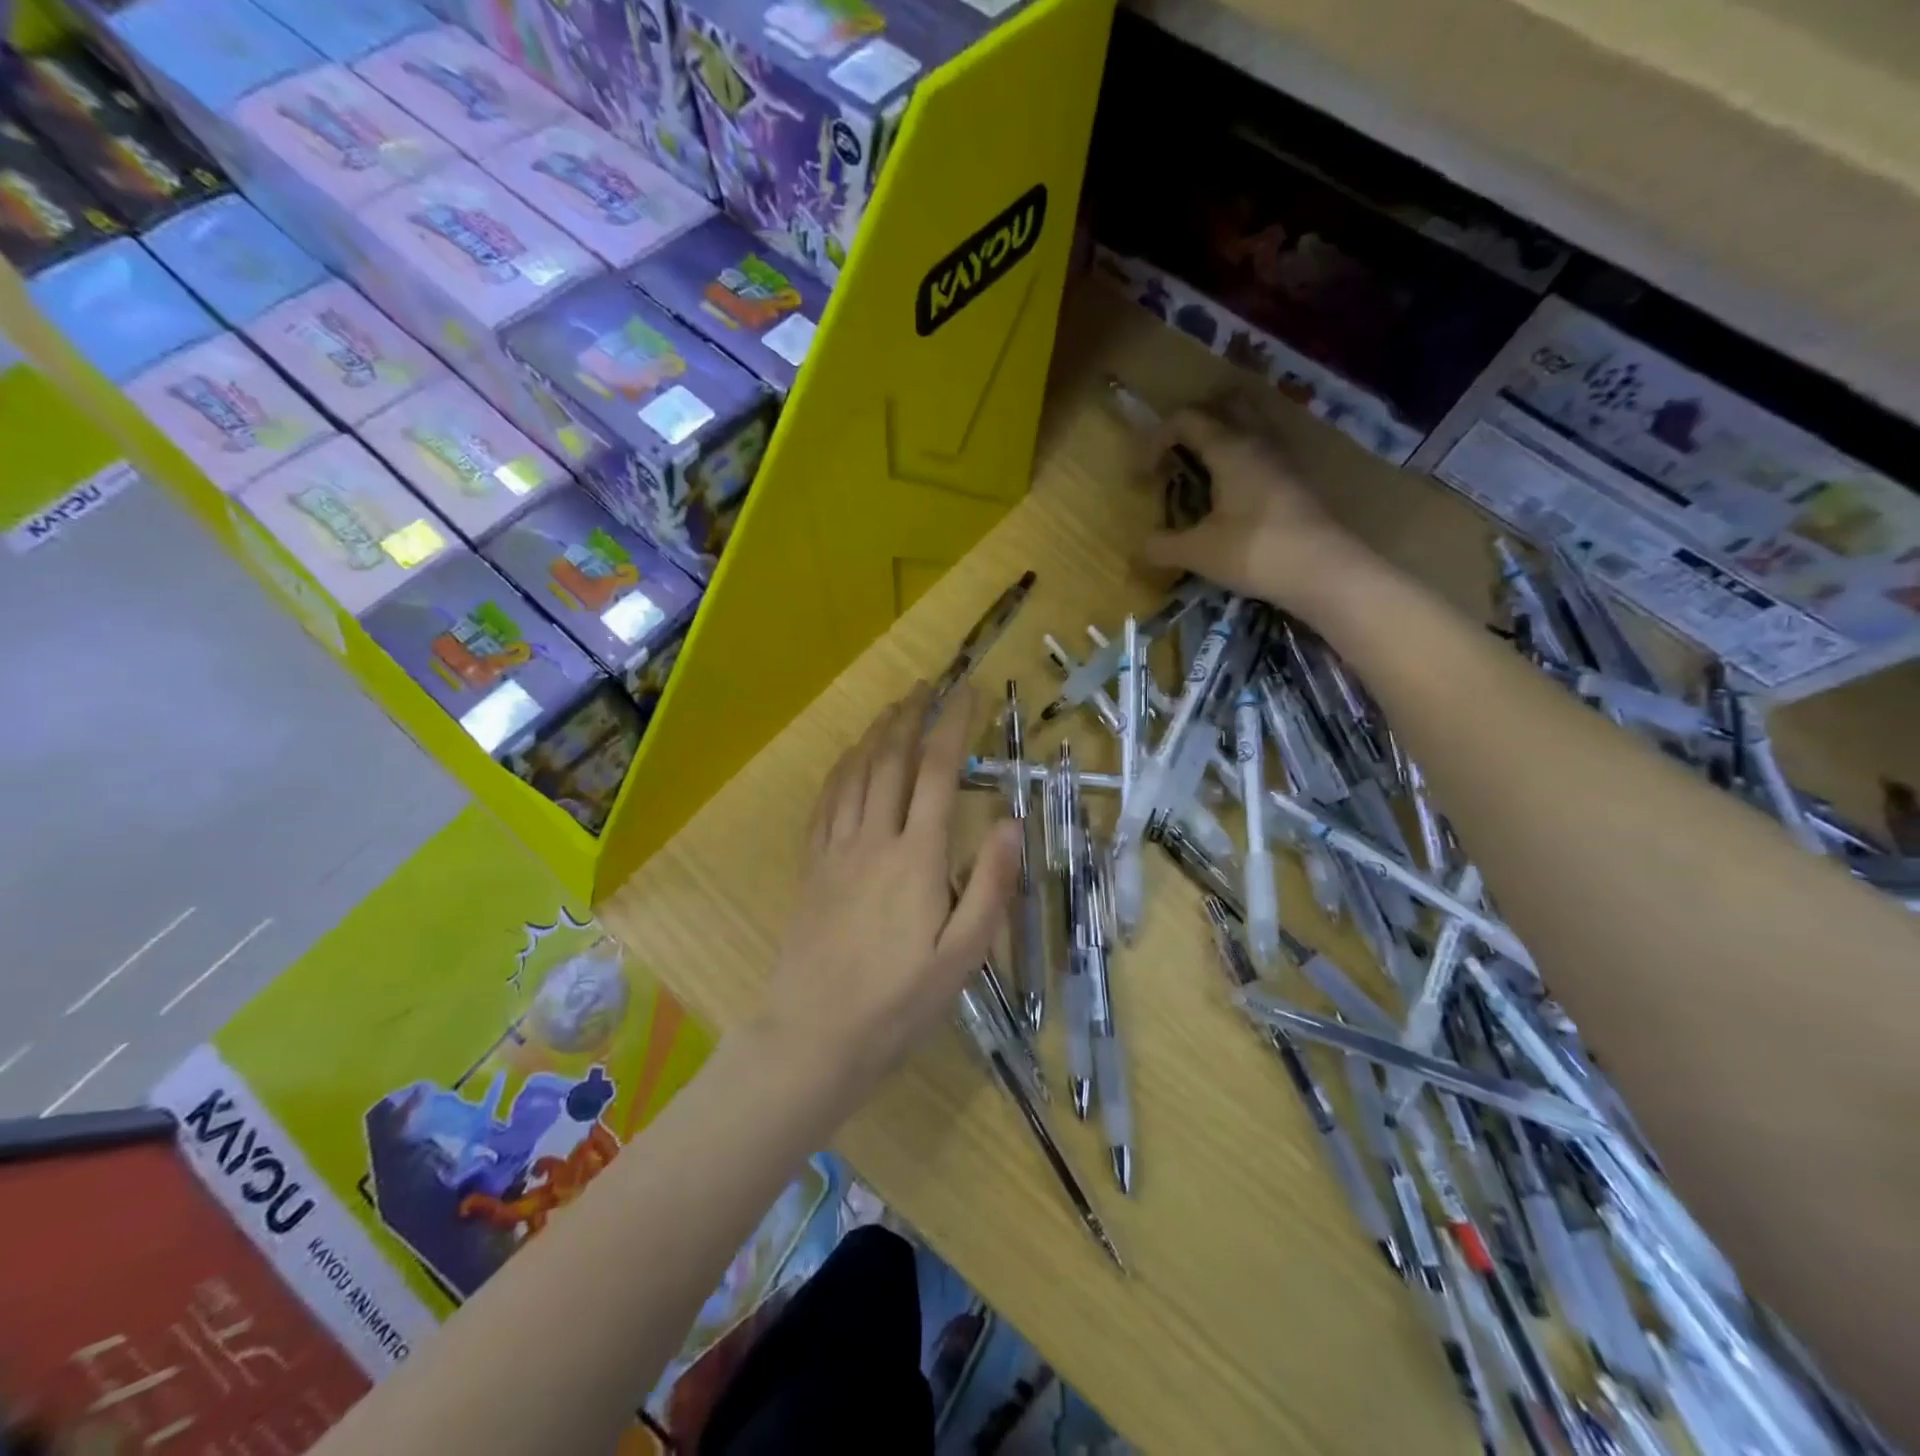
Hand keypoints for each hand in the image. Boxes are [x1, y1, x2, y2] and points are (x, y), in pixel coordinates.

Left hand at [756, 683, 1021, 1107]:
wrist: (814, 1036)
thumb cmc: (898, 1003)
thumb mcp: (963, 956)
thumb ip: (990, 885)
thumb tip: (1008, 820)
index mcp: (916, 857)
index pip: (938, 771)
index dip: (955, 725)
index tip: (971, 692)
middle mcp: (874, 839)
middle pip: (892, 759)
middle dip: (913, 715)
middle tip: (929, 684)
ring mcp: (836, 850)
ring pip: (856, 773)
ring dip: (877, 733)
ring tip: (894, 707)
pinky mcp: (812, 867)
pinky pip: (825, 802)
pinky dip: (841, 769)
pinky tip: (849, 758)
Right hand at [1137, 404, 1377, 614]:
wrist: (1323, 571)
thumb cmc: (1254, 551)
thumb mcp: (1197, 553)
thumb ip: (1163, 546)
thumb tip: (1142, 546)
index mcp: (1230, 448)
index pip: (1186, 420)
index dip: (1156, 440)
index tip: (1144, 476)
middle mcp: (1258, 442)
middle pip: (1226, 406)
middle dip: (1195, 424)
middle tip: (1175, 455)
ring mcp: (1282, 460)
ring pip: (1248, 428)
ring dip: (1221, 441)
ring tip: (1200, 475)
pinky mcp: (1295, 482)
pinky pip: (1260, 454)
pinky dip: (1239, 462)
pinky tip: (1228, 496)